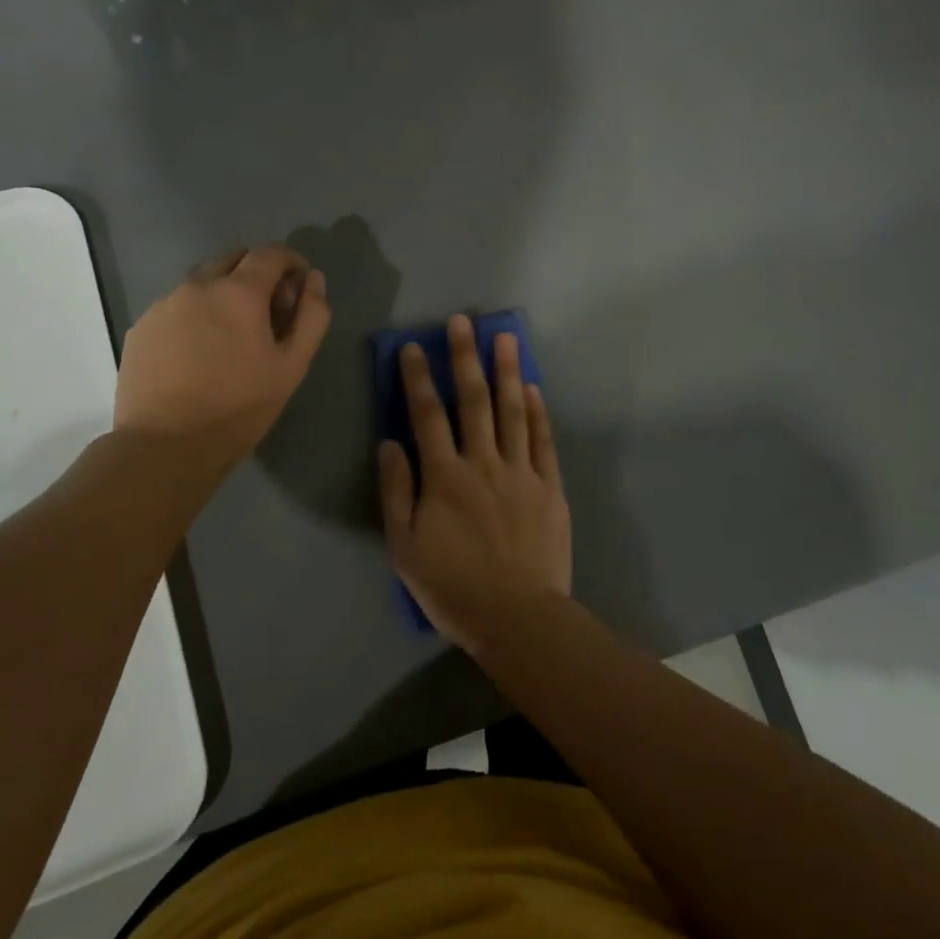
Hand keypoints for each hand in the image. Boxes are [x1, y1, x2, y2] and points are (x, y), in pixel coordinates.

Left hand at [115, 245, 329, 464]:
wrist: (165, 445)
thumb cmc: (239, 407)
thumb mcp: (292, 366)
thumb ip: (311, 316)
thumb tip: (313, 279)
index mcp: (239, 291)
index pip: (271, 253)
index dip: (291, 262)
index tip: (298, 286)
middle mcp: (198, 285)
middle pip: (234, 259)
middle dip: (257, 274)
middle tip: (267, 313)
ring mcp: (164, 304)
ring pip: (202, 281)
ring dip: (223, 293)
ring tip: (230, 336)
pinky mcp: (141, 327)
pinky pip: (176, 306)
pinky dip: (195, 315)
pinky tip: (198, 353)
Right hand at [378, 315, 571, 654]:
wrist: (518, 617)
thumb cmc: (453, 586)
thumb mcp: (405, 547)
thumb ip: (397, 492)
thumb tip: (389, 443)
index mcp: (445, 477)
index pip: (427, 415)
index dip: (418, 378)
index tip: (414, 346)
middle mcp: (483, 463)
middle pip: (474, 401)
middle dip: (465, 358)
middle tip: (464, 321)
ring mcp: (521, 472)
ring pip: (513, 411)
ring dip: (507, 371)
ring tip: (505, 337)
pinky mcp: (550, 487)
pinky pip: (543, 441)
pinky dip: (538, 412)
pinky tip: (534, 388)